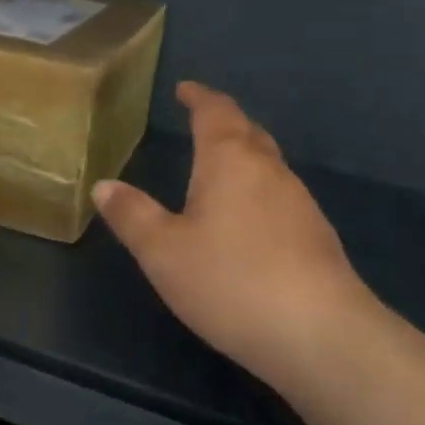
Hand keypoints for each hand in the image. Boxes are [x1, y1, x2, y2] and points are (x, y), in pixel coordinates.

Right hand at [96, 82, 383, 388]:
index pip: (215, 112)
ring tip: (219, 167)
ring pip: (268, 164)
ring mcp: (300, 202)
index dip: (199, 97)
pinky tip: (247, 219)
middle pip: (248, 132)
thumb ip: (131, 215)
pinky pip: (280, 195)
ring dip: (243, 156)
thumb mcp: (163, 252)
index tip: (185, 89)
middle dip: (223, 121)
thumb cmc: (230, 281)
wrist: (320, 335)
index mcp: (230, 161)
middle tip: (201, 121)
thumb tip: (103, 185)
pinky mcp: (316, 236)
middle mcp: (270, 171)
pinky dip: (258, 190)